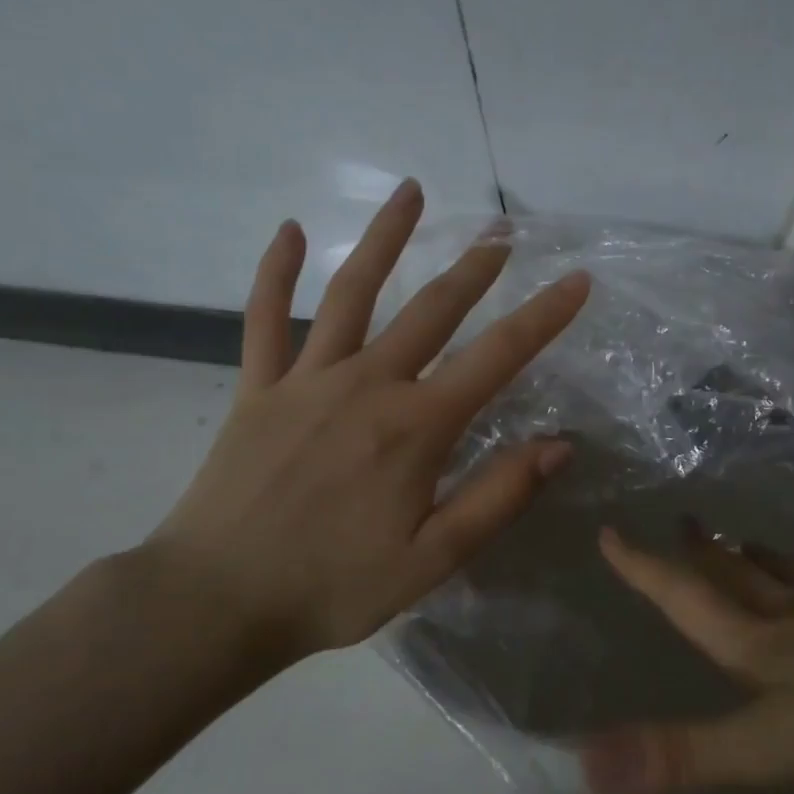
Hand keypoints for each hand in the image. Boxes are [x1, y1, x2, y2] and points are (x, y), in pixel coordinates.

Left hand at [141, 180, 589, 666]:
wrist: (216, 601)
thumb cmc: (334, 586)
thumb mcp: (433, 558)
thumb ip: (498, 497)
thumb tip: (559, 445)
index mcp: (416, 426)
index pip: (497, 357)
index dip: (544, 317)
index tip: (577, 281)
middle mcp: (367, 385)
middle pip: (432, 310)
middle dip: (474, 268)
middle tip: (502, 233)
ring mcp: (306, 379)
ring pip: (353, 292)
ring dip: (385, 239)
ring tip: (411, 192)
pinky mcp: (257, 388)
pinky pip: (265, 318)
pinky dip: (276, 272)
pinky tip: (292, 230)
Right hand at [580, 522, 793, 793]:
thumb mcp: (777, 750)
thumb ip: (685, 755)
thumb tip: (583, 760)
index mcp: (766, 647)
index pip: (687, 602)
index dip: (645, 571)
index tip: (611, 532)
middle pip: (743, 583)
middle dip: (707, 557)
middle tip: (686, 522)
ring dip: (771, 561)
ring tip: (750, 540)